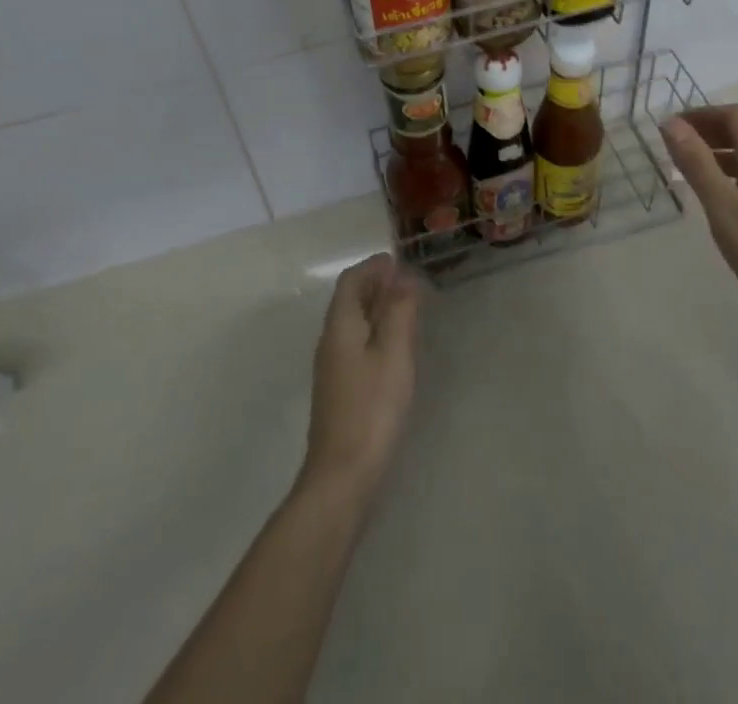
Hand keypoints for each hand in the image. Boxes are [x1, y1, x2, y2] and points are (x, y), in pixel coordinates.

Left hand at [301, 254, 419, 497]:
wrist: (342, 476)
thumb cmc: (372, 408)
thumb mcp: (394, 354)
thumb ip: (399, 312)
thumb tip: (403, 277)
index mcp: (340, 326)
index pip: (351, 281)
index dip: (373, 267)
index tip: (398, 261)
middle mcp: (330, 341)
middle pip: (349, 300)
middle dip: (375, 285)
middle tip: (407, 282)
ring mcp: (332, 368)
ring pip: (352, 323)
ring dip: (375, 308)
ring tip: (406, 308)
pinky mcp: (340, 390)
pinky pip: (356, 344)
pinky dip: (374, 331)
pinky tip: (394, 346)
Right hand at [663, 105, 737, 340]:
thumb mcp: (722, 206)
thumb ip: (696, 162)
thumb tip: (671, 123)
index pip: (734, 115)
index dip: (700, 114)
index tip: (670, 129)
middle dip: (707, 132)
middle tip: (673, 149)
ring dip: (719, 154)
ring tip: (689, 173)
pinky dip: (733, 173)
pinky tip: (720, 199)